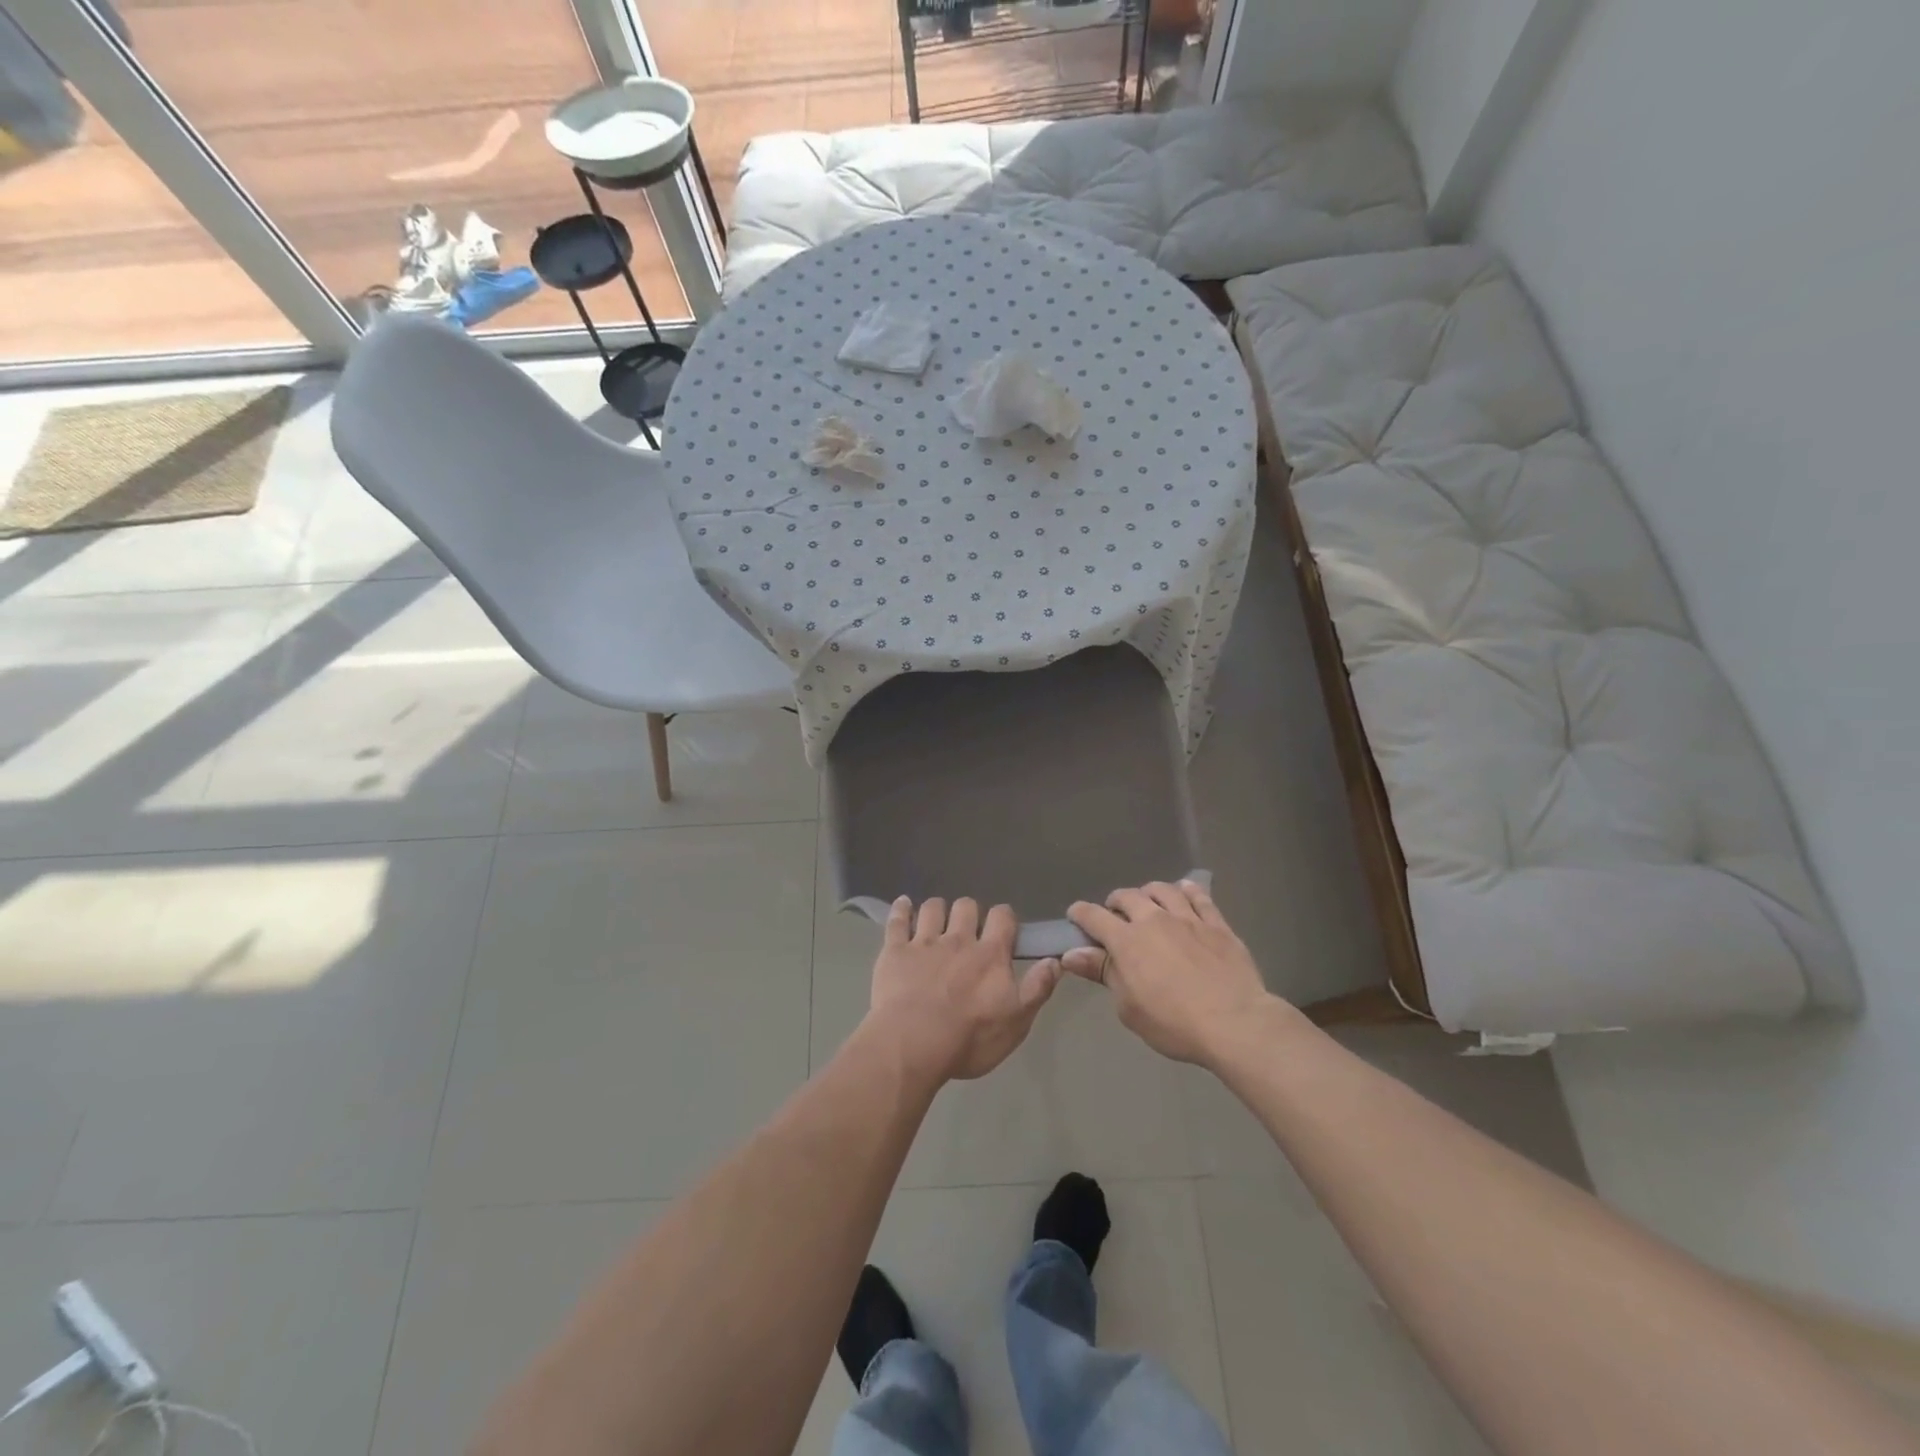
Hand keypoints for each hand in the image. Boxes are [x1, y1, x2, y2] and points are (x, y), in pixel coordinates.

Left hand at [866, 897, 1063, 1083]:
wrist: (913, 1044)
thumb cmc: (970, 1038)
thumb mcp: (1016, 1022)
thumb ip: (1037, 989)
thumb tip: (1054, 960)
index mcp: (990, 954)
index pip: (1003, 917)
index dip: (1004, 918)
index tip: (1004, 929)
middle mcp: (958, 939)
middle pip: (966, 906)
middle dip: (969, 912)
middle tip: (968, 930)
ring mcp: (924, 943)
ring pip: (932, 908)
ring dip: (937, 909)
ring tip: (937, 920)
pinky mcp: (895, 951)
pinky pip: (897, 921)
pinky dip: (901, 909)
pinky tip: (903, 905)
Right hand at [1065, 881, 1279, 1065]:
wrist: (1234, 1023)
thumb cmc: (1173, 1023)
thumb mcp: (1128, 1007)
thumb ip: (1102, 973)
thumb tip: (1072, 954)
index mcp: (1126, 940)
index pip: (1094, 916)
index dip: (1080, 913)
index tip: (1075, 915)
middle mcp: (1154, 920)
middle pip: (1128, 896)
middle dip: (1115, 901)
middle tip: (1115, 914)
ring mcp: (1188, 918)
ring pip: (1163, 890)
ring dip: (1149, 892)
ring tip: (1148, 901)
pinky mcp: (1217, 924)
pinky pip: (1200, 898)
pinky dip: (1188, 891)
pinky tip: (1185, 891)